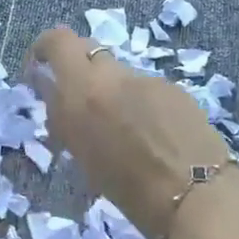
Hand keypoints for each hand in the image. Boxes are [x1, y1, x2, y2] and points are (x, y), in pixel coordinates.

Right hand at [27, 25, 236, 238]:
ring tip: (120, 127)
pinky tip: (151, 133)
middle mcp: (113, 75)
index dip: (45, 48)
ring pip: (118, 72)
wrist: (198, 197)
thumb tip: (50, 90)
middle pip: (87, 49)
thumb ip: (64, 116)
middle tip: (76, 97)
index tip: (40, 69)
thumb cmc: (130, 191)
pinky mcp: (174, 87)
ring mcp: (146, 78)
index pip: (57, 40)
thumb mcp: (82, 156)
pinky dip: (139, 102)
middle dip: (76, 67)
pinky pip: (145, 87)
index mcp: (83, 90)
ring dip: (110, 89)